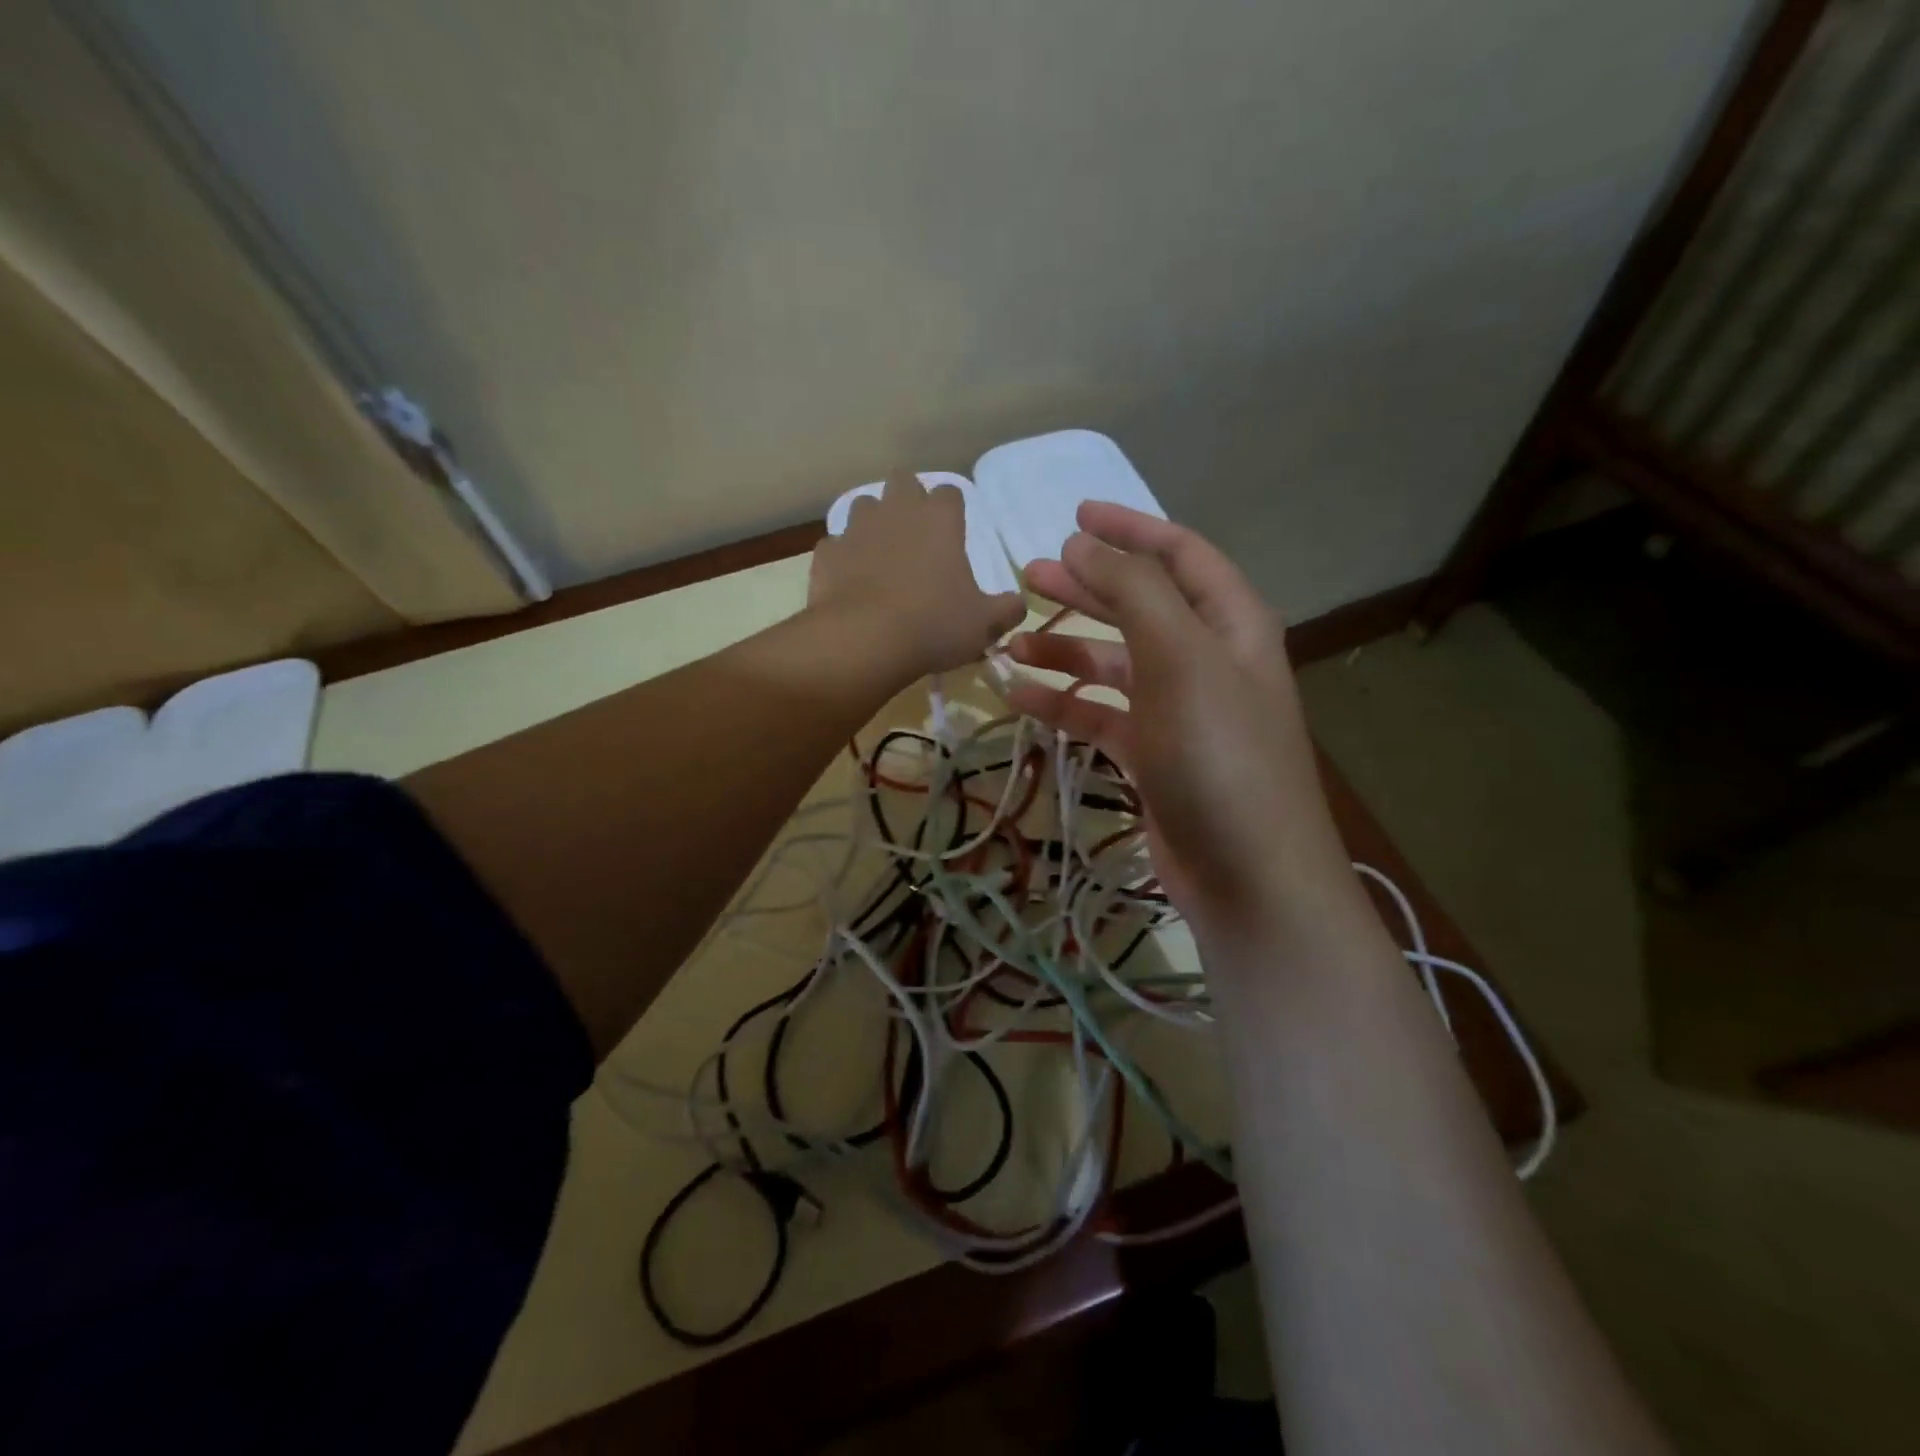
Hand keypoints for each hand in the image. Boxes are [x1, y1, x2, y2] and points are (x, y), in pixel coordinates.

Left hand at [810, 476, 1026, 679]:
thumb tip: (1018, 605)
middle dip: (908, 500)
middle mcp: (897, 511)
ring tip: (880, 555)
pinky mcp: (827, 554)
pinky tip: (850, 581)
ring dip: (873, 523)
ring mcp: (856, 529)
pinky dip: (843, 557)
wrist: (864, 640)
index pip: (950, 493)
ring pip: (863, 505)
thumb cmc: (934, 625)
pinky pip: (836, 545)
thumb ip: (1006, 610)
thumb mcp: (984, 624)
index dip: (952, 511)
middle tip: (916, 536)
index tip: (953, 535)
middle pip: (903, 482)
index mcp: (940, 520)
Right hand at [1004, 503, 1356, 947]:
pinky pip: (1099, 714)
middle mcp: (1206, 659)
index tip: (1073, 515)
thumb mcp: (1180, 659)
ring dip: (1064, 648)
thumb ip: (1132, 591)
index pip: (1180, 555)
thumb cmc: (1219, 755)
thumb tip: (1081, 542)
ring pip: (1112, 662)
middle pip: (1139, 605)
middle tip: (1029, 575)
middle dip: (1086, 587)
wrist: (1248, 875)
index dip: (1130, 529)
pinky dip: (1061, 702)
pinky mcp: (1151, 755)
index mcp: (1229, 624)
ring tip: (1010, 642)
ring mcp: (1177, 710)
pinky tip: (1018, 697)